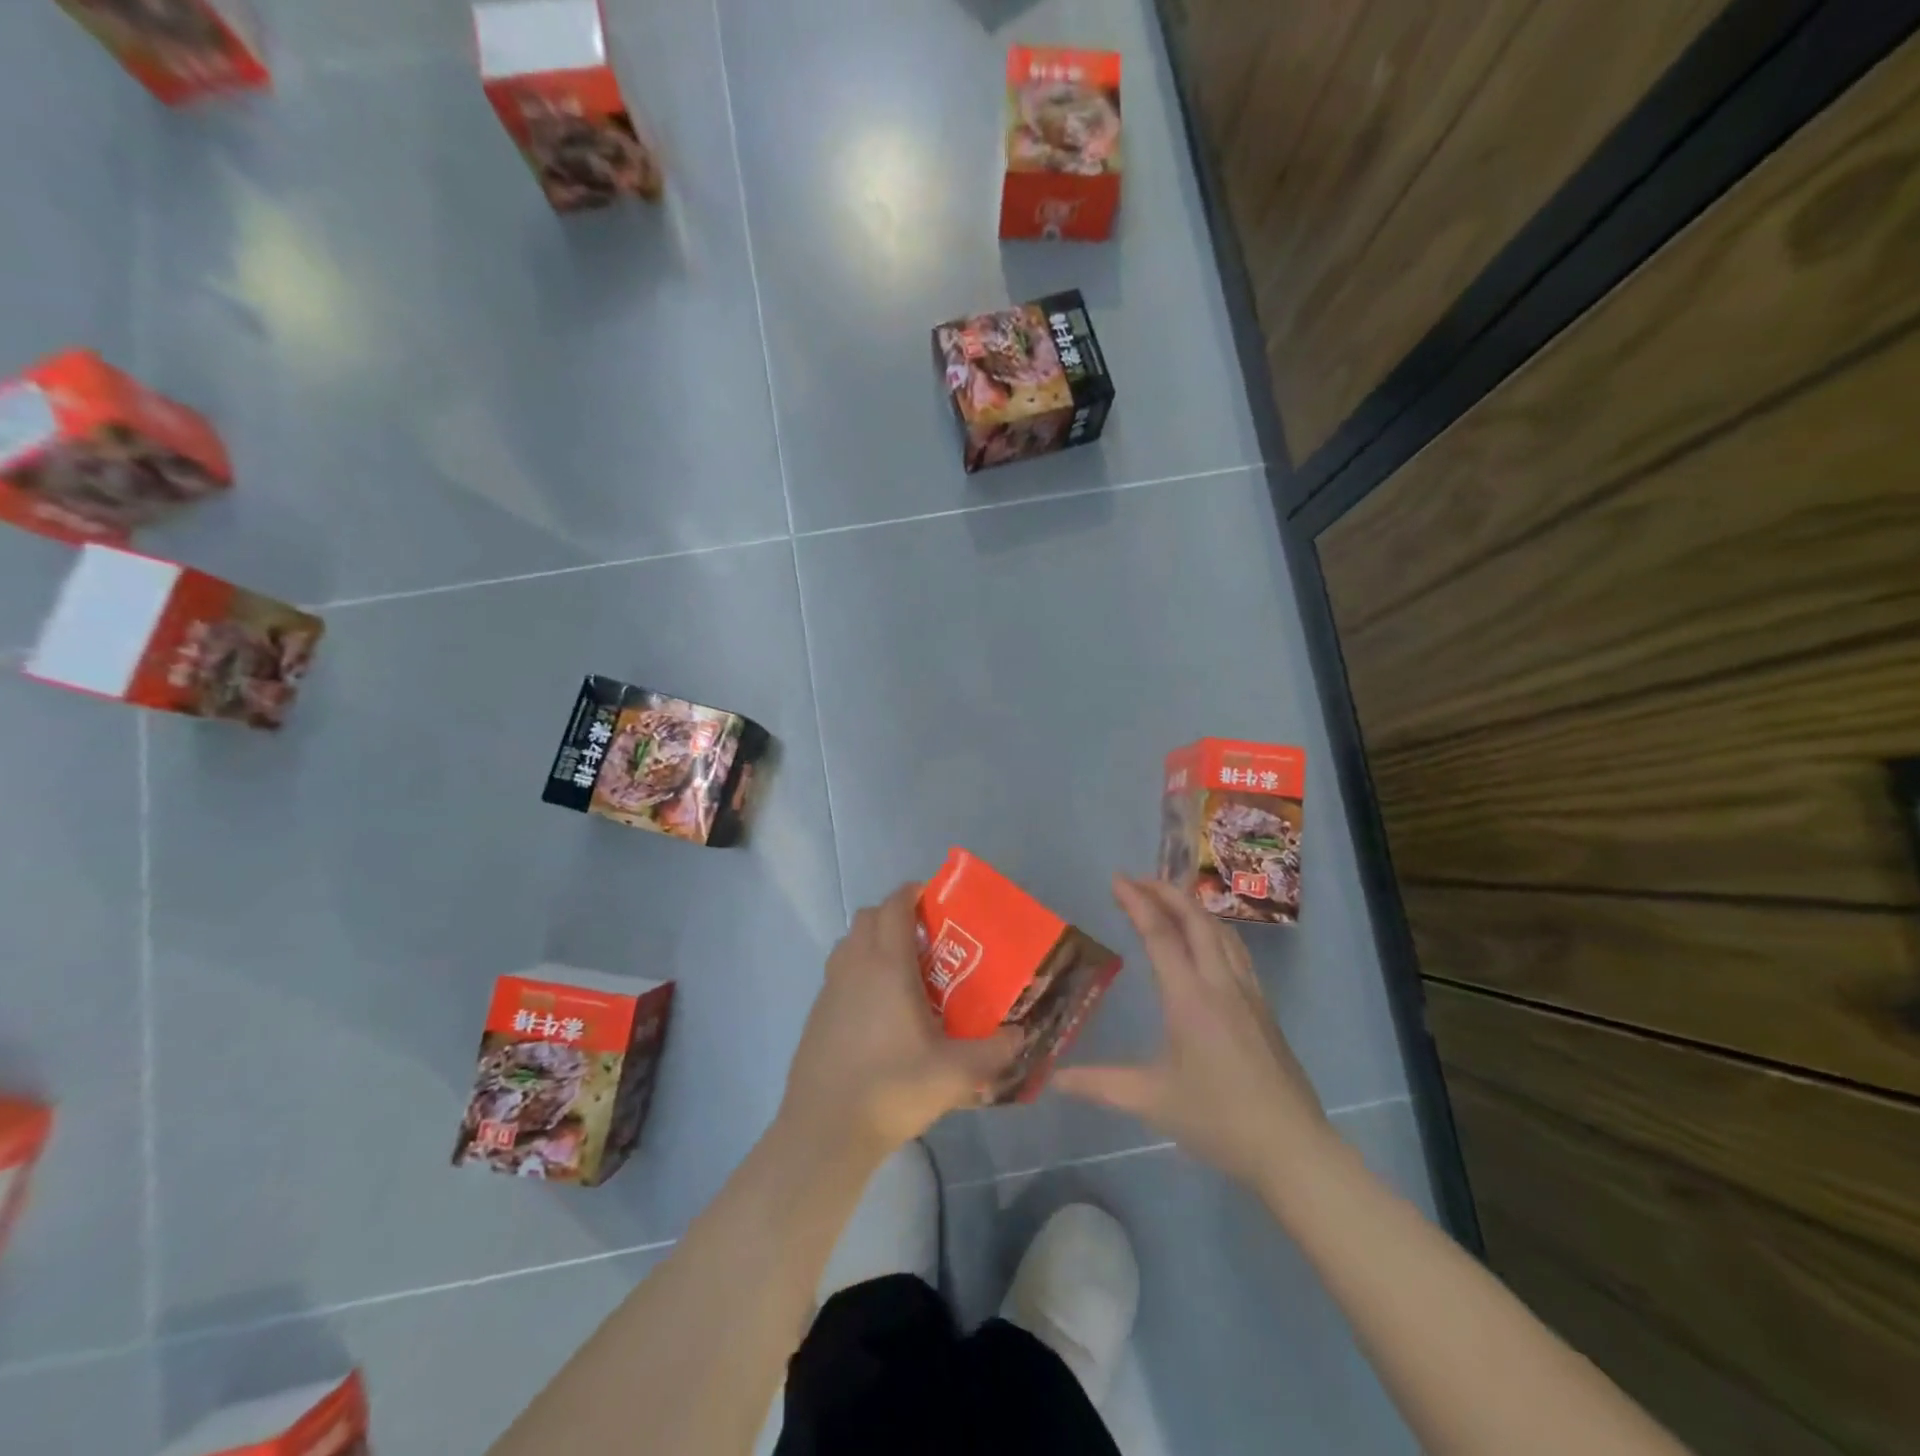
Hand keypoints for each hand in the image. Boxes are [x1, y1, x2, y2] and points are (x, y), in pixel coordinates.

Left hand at [780, 883, 1020, 1166]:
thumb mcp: (955, 1073)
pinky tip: (878, 1010)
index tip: (936, 899)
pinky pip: (839, 972)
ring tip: (903, 971)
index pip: (894, 905)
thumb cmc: (892, 1087)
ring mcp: (830, 989)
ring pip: (850, 943)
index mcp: (887, 965)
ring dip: (873, 941)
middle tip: (926, 939)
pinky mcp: (816, 1013)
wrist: (825, 1129)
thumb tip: (1020, 1036)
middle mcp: (855, 966)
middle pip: (868, 916)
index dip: (913, 892)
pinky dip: (858, 971)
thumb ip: (994, 1052)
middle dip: (894, 915)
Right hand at [1055, 876, 1330, 1189]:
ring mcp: (1248, 993)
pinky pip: (1236, 951)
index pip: (1161, 935)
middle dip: (1166, 891)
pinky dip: (1214, 930)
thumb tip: (1053, 1079)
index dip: (1138, 902)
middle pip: (1196, 920)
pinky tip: (1208, 941)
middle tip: (1136, 881)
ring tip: (1168, 899)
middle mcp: (1220, 983)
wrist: (1291, 1148)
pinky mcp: (1263, 1007)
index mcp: (1190, 998)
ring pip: (1221, 931)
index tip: (1117, 880)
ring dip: (1192, 907)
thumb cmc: (1218, 1119)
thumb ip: (1099, 1084)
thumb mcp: (1151, 1101)